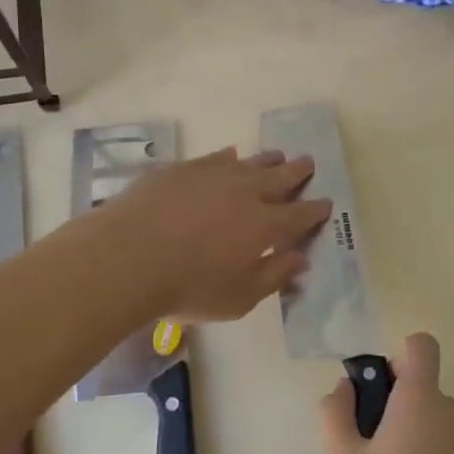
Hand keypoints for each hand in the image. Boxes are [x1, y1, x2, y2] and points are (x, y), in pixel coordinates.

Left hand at [96, 148, 330, 321]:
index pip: (299, 214)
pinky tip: (229, 155)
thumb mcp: (239, 298)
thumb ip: (273, 276)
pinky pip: (214, 158)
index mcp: (264, 226)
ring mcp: (213, 176)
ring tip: (278, 155)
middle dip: (297, 172)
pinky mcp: (182, 169)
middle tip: (308, 162)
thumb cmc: (188, 287)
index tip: (325, 202)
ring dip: (267, 160)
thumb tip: (299, 259)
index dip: (315, 209)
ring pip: (249, 163)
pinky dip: (227, 157)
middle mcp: (245, 193)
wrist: (128, 256)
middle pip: (279, 178)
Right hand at [318, 334, 453, 453]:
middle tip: (369, 452)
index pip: (421, 346)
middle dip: (396, 408)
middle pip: (424, 390)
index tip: (378, 391)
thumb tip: (344, 389)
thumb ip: (335, 414)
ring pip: (436, 425)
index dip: (398, 357)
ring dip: (413, 439)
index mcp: (422, 399)